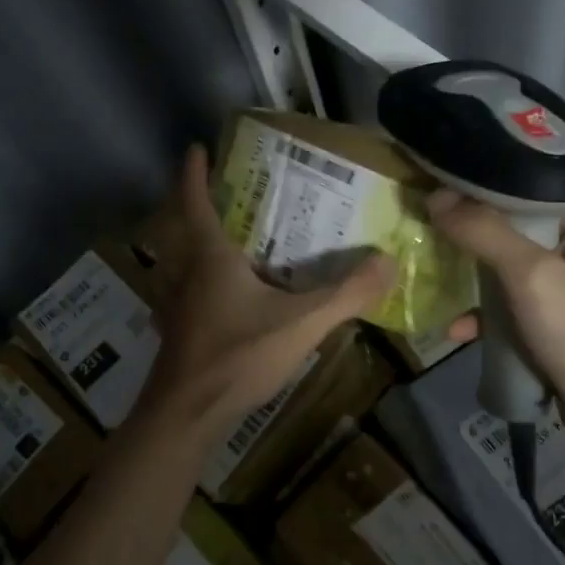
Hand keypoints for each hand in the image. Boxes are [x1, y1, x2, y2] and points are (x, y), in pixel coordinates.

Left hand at [133, 145, 393, 441]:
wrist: (185, 416)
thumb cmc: (237, 356)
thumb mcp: (301, 324)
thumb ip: (346, 295)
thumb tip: (388, 261)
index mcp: (210, 256)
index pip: (194, 201)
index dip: (194, 172)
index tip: (197, 148)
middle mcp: (185, 272)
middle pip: (183, 228)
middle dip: (199, 205)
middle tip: (228, 192)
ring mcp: (176, 304)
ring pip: (181, 261)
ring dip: (198, 243)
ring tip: (232, 239)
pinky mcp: (178, 330)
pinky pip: (187, 290)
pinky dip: (201, 280)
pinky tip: (228, 296)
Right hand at [428, 193, 564, 461]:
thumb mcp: (533, 275)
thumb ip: (484, 233)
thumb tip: (435, 195)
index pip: (524, 196)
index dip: (479, 193)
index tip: (435, 194)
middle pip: (512, 238)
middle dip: (468, 241)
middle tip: (423, 236)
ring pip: (508, 281)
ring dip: (472, 286)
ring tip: (431, 285)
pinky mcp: (558, 339)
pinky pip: (513, 320)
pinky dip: (487, 324)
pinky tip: (457, 333)